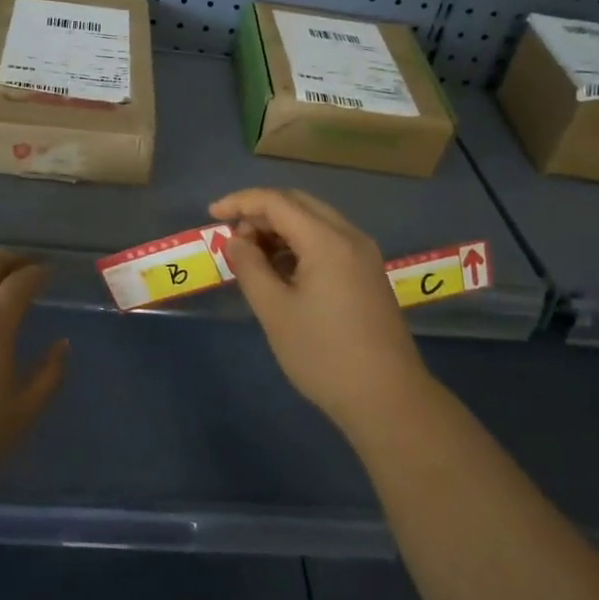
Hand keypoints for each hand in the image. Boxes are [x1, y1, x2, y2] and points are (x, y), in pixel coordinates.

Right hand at [210, 188, 428, 430]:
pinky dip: (300, 244)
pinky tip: (282, 270)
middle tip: (232, 236)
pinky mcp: (368, 274)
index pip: (277, 201)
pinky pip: (329, 241)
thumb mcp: (275, 311)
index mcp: (327, 240)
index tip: (212, 215)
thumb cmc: (323, 354)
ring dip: (281, 228)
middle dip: (261, 212)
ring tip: (252, 256)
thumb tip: (236, 241)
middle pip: (299, 204)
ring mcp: (364, 255)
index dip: (240, 202)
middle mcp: (350, 236)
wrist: (387, 398)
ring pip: (315, 221)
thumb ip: (250, 267)